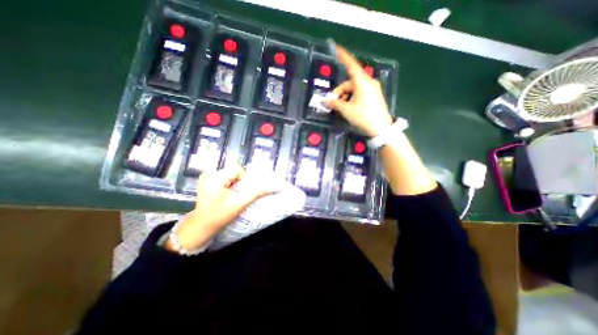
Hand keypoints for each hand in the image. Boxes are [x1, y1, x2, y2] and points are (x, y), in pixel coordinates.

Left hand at [164, 164, 273, 250]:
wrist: (201, 226)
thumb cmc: (220, 215)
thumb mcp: (240, 203)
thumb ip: (256, 193)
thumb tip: (272, 187)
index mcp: (214, 178)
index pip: (236, 169)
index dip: (243, 178)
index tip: (241, 191)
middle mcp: (208, 174)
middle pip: (233, 171)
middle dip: (238, 182)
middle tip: (236, 195)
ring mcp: (205, 177)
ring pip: (229, 174)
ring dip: (234, 183)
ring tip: (230, 195)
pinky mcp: (206, 180)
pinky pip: (223, 177)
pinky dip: (228, 184)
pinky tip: (225, 194)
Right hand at [325, 46, 395, 136]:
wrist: (381, 128)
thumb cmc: (363, 116)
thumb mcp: (346, 110)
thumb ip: (334, 104)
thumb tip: (324, 101)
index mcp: (362, 82)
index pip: (351, 65)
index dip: (343, 57)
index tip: (336, 48)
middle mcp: (368, 82)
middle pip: (350, 82)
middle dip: (340, 91)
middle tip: (333, 102)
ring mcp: (373, 89)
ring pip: (355, 88)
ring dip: (345, 96)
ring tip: (341, 107)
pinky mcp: (374, 96)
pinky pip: (360, 93)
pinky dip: (352, 97)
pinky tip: (349, 107)